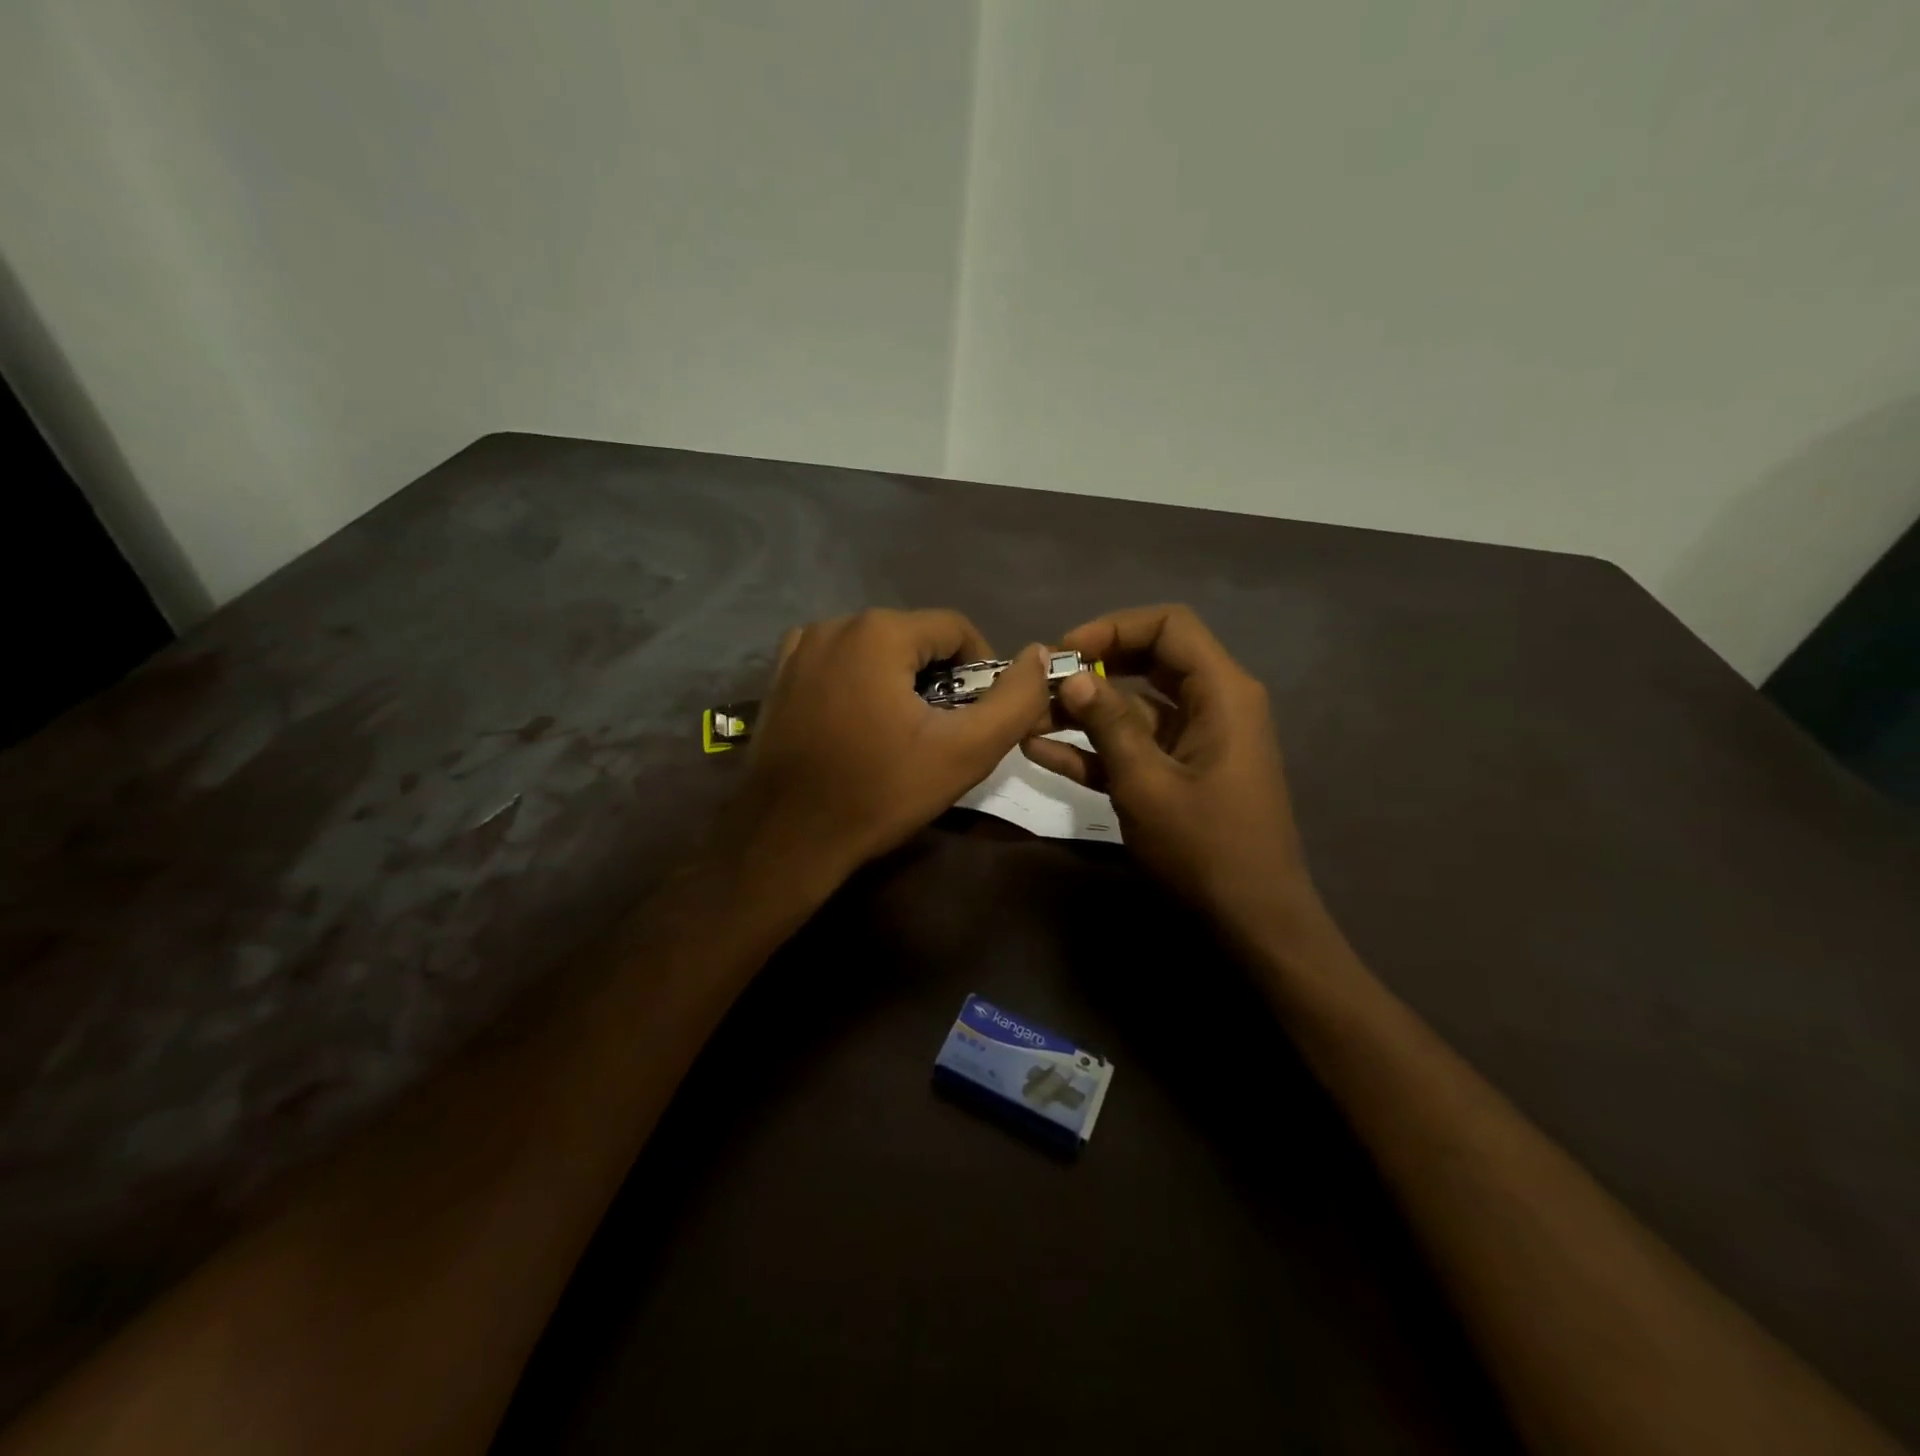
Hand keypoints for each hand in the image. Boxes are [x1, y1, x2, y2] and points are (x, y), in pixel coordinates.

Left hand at [738, 609, 1049, 882]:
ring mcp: (800, 649)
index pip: (956, 629)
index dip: (981, 670)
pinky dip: (861, 686)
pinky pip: (840, 666)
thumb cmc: (880, 793)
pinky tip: (860, 729)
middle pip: (914, 639)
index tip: (979, 716)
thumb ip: (1015, 700)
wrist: (788, 838)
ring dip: (900, 683)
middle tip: (942, 733)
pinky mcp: (780, 676)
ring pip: (876, 652)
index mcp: (879, 632)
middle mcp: (835, 624)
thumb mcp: (965, 752)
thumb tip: (1040, 655)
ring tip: (902, 735)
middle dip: (939, 679)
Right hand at [1023, 605, 1328, 944]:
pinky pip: (1134, 745)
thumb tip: (1072, 675)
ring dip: (1083, 712)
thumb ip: (1107, 723)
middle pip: (1148, 661)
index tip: (1064, 651)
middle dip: (1092, 668)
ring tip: (1026, 718)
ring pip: (1134, 706)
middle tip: (1042, 682)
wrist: (1250, 920)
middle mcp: (1212, 704)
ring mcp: (1194, 740)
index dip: (1113, 628)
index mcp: (1221, 692)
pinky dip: (1094, 747)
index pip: (1169, 626)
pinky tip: (1040, 750)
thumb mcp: (1146, 782)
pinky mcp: (1178, 772)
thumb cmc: (1204, 847)